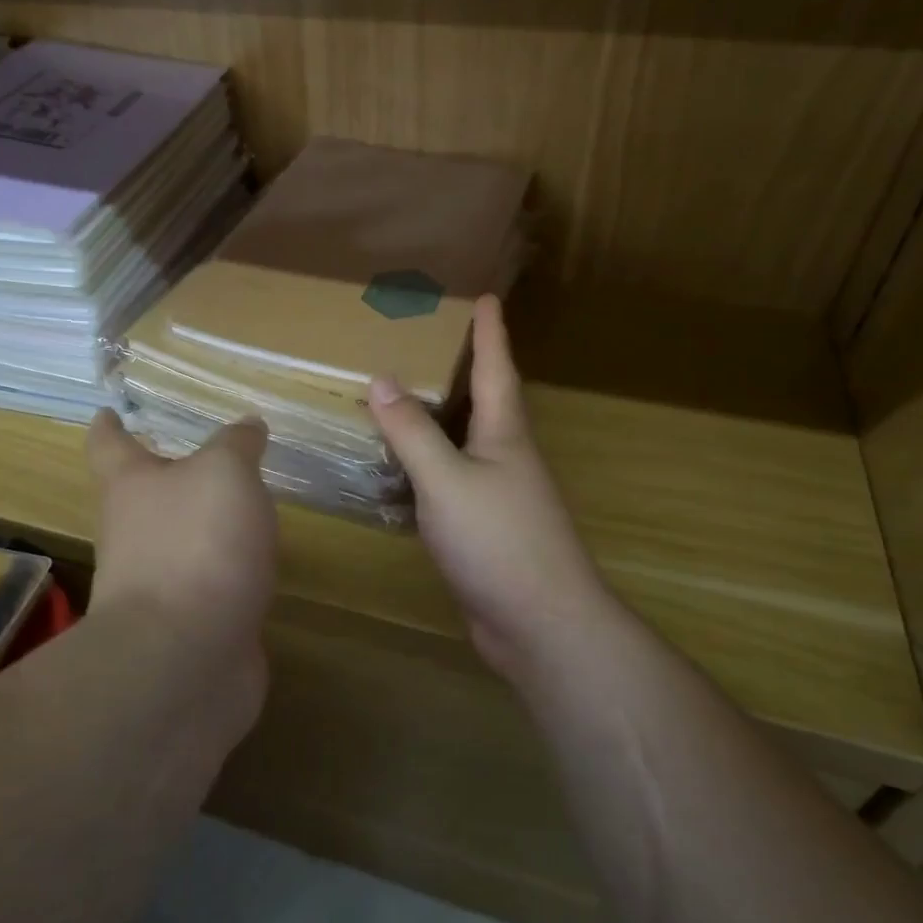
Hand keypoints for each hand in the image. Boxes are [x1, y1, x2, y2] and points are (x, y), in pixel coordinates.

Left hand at [85, 408, 278, 661]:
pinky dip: (229, 573)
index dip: (109, 426)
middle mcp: (133, 534)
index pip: (109, 445)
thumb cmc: (196, 543)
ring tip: (242, 509)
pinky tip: (258, 566)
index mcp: (130, 487)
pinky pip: (209, 587)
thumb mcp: (226, 472)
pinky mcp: (187, 627)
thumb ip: (237, 445)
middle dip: (167, 478)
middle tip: (204, 460)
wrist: (185, 657)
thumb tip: (247, 426)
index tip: (108, 412)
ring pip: (178, 543)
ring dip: (202, 527)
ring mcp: (157, 586)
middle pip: (142, 497)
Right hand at [368, 296, 609, 679]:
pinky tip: (401, 468)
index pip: (496, 369)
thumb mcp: (447, 480)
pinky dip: (427, 464)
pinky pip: (451, 480)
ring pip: (465, 442)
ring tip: (407, 396)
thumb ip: (412, 432)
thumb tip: (381, 379)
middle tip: (432, 340)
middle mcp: (506, 457)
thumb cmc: (499, 540)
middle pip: (485, 401)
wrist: (541, 625)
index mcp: (505, 434)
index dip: (489, 332)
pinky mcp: (485, 529)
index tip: (486, 296)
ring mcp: (499, 495)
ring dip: (441, 417)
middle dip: (465, 368)